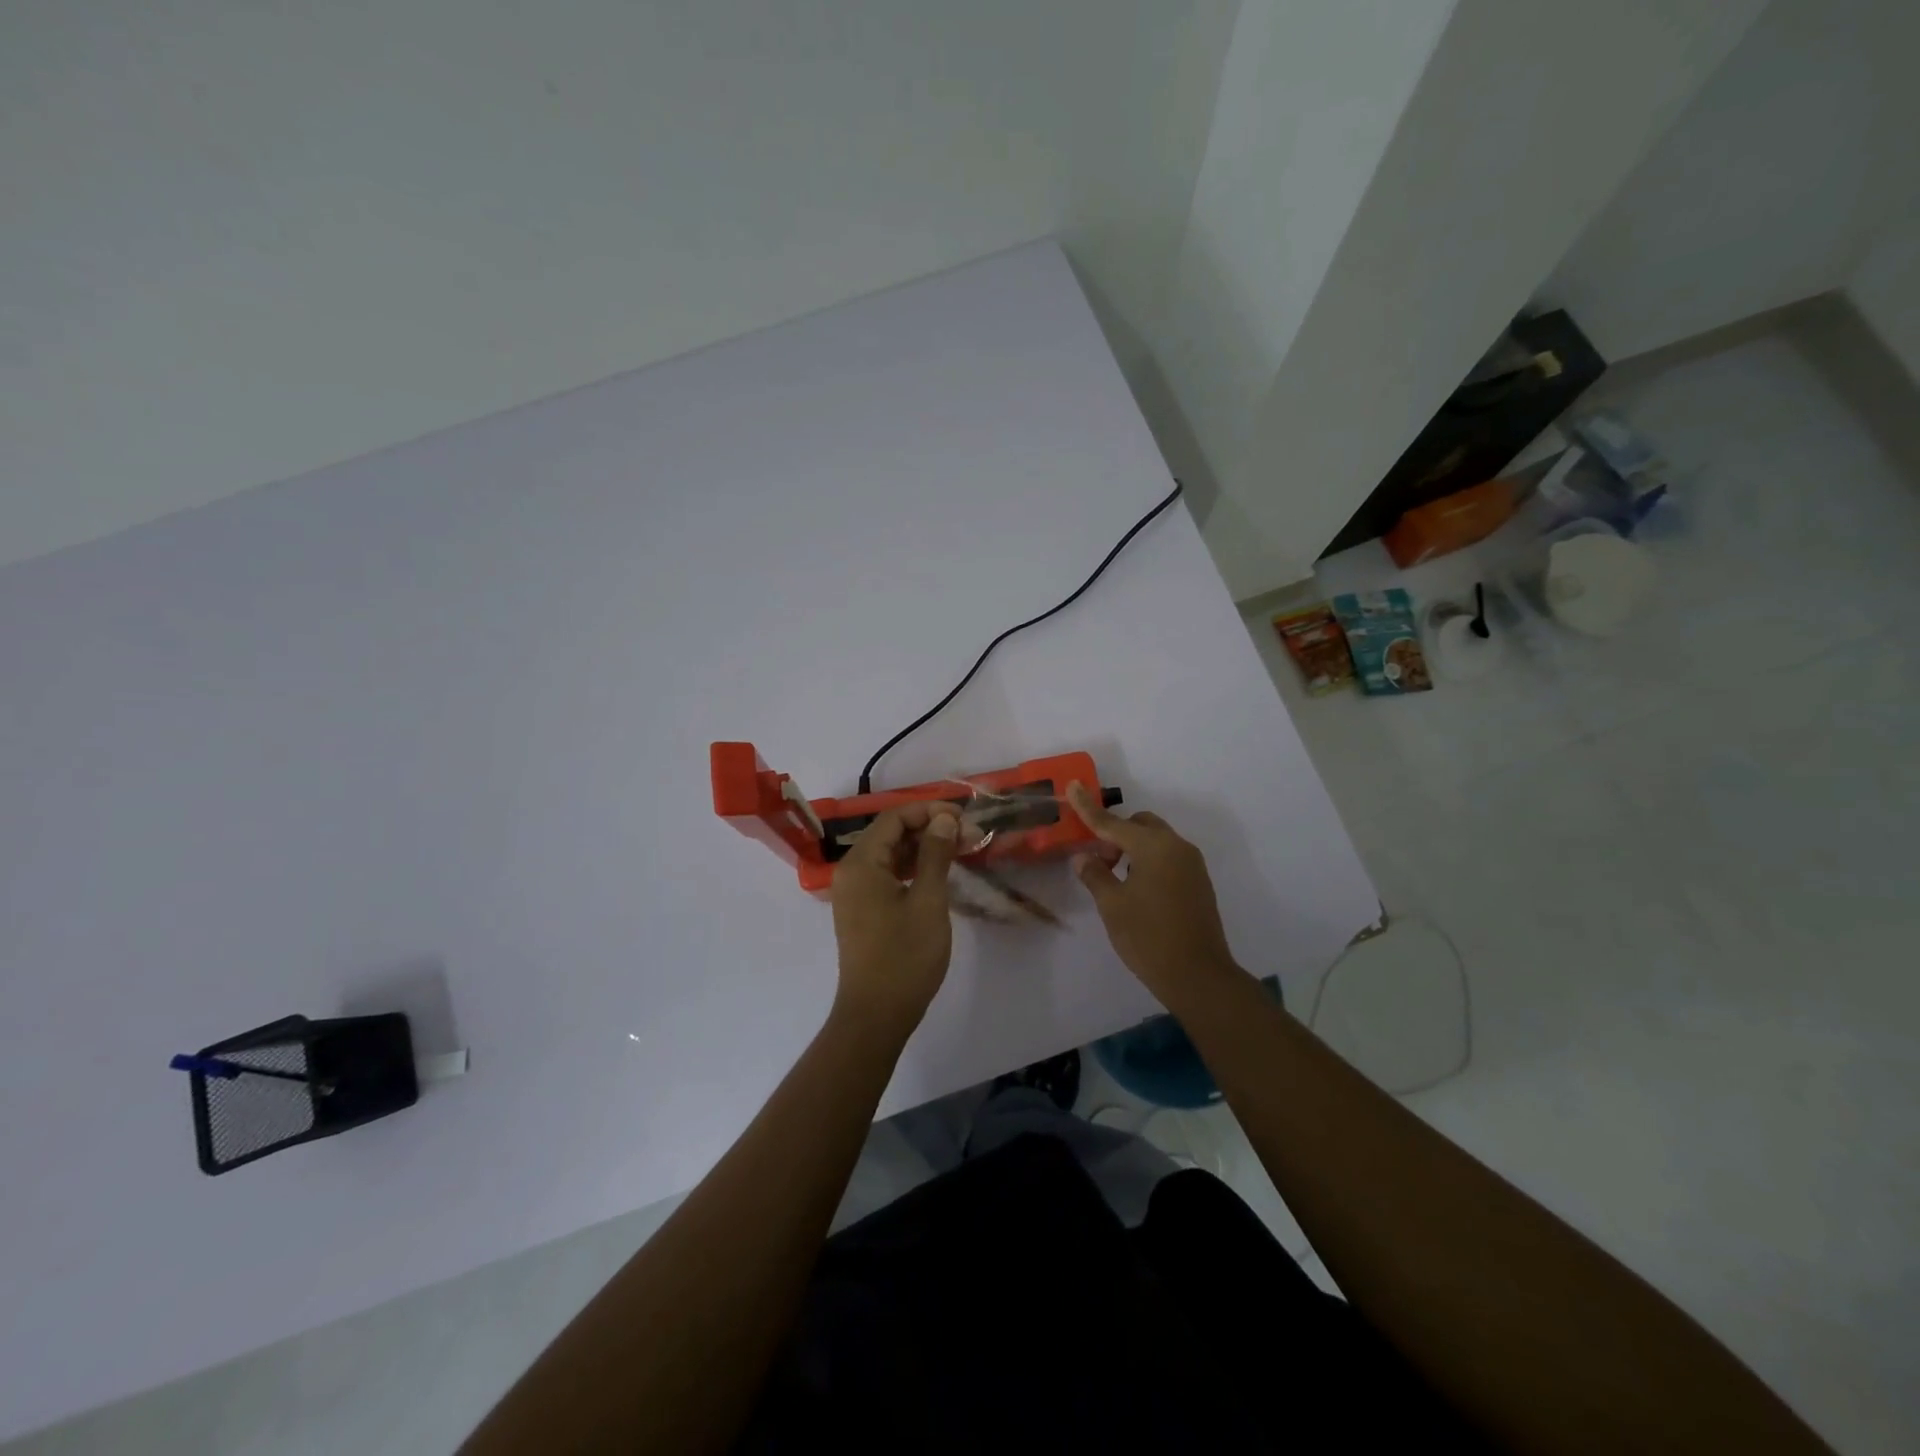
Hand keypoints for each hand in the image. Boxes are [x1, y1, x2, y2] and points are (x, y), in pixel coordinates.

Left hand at [829, 802, 962, 1038]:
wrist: (876, 1015)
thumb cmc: (905, 957)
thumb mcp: (928, 901)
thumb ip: (935, 854)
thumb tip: (945, 819)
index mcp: (861, 863)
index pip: (894, 818)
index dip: (929, 811)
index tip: (964, 818)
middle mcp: (851, 871)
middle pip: (889, 833)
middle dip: (928, 828)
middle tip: (967, 836)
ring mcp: (854, 892)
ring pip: (889, 854)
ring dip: (922, 848)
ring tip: (959, 850)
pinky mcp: (862, 910)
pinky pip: (885, 875)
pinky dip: (911, 868)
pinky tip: (938, 874)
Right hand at [1066, 782, 1242, 1007]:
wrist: (1198, 976)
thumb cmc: (1148, 937)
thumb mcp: (1112, 906)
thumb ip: (1096, 875)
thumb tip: (1084, 858)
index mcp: (1153, 847)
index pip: (1112, 823)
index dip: (1088, 808)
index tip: (1073, 786)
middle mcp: (1176, 847)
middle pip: (1140, 825)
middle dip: (1116, 834)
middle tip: (1099, 861)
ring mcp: (1192, 865)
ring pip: (1156, 841)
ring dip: (1133, 849)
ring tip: (1116, 879)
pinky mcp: (1199, 883)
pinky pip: (1169, 858)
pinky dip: (1149, 862)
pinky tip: (1137, 890)